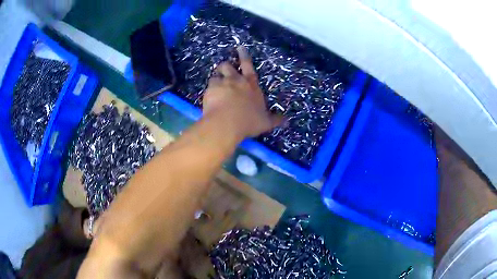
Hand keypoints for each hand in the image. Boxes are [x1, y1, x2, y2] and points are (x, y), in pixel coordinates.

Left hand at [202, 46, 281, 137]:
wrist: (226, 124)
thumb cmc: (248, 122)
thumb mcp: (265, 122)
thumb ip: (275, 119)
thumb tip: (287, 120)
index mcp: (251, 85)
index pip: (248, 66)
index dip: (244, 55)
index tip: (240, 48)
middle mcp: (236, 80)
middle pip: (228, 66)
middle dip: (225, 66)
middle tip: (224, 69)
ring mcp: (222, 84)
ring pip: (216, 74)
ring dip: (216, 77)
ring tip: (215, 84)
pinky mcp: (210, 90)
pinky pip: (208, 86)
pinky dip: (209, 89)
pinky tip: (209, 96)